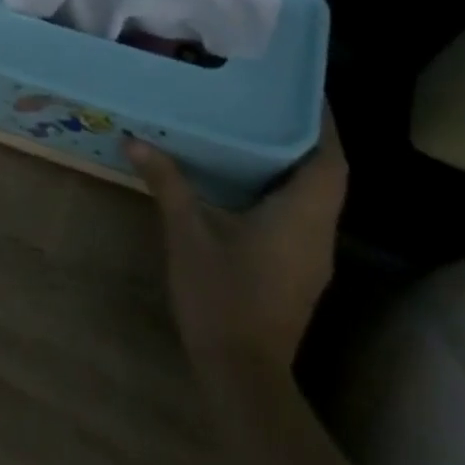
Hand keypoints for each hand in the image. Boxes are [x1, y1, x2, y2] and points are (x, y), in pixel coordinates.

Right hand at [125, 108, 347, 383]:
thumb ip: (167, 183)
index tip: (303, 90)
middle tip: (269, 103)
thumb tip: (135, 140)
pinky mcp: (299, 271)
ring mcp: (312, 256)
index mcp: (301, 217)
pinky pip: (301, 217)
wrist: (242, 373)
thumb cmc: (221, 295)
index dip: (323, 123)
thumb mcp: (187, 233)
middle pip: (326, 175)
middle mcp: (318, 233)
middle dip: (306, 138)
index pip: (329, 159)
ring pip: (315, 198)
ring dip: (295, 165)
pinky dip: (284, 191)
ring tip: (256, 132)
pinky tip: (247, 183)